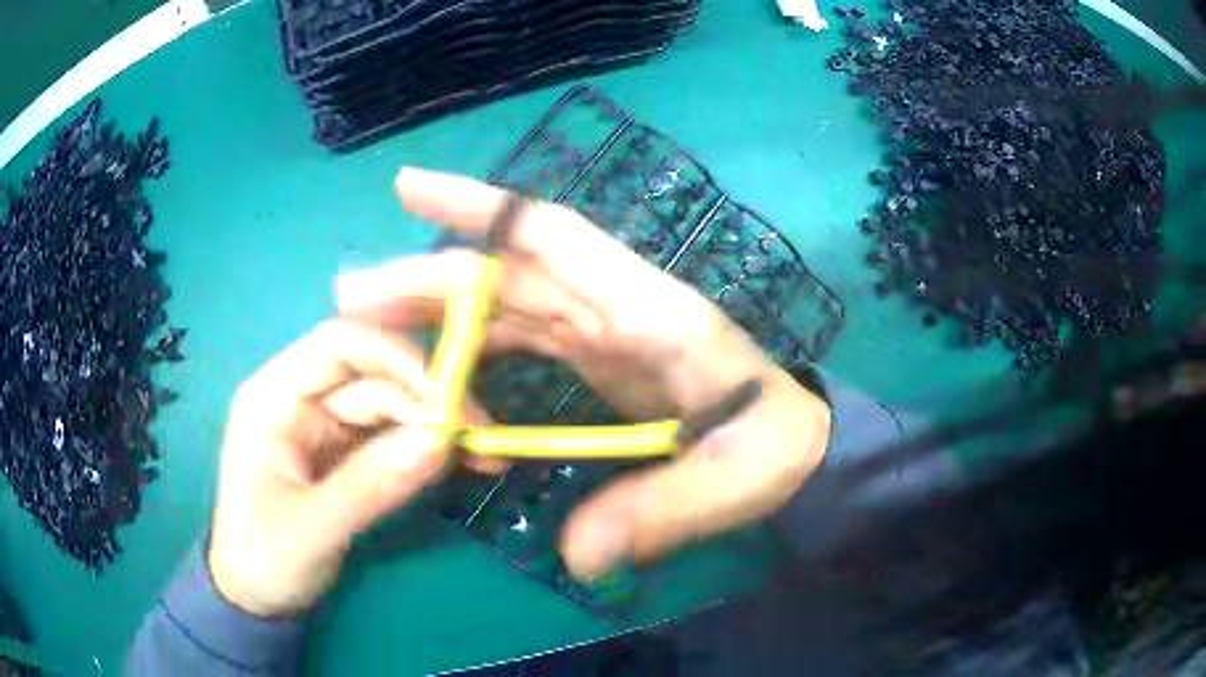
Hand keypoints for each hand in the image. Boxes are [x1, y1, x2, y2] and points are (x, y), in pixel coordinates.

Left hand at [208, 320, 459, 616]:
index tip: (447, 393)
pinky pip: (393, 438)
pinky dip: (427, 448)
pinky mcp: (346, 454)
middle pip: (372, 376)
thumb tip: (440, 441)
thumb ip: (370, 486)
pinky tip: (462, 461)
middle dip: (426, 399)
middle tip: (480, 433)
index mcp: (273, 397)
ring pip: (390, 406)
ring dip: (435, 426)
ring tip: (484, 453)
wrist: (257, 597)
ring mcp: (326, 426)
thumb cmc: (263, 559)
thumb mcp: (311, 529)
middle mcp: (301, 399)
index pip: (336, 346)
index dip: (393, 356)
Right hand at [337, 167, 831, 580]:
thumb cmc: (775, 448)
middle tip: (349, 297)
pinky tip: (440, 365)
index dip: (479, 206)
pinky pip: (523, 337)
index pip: (553, 237)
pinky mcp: (599, 356)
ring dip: (440, 310)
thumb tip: (580, 560)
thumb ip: (659, 513)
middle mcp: (616, 306)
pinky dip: (476, 343)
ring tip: (373, 329)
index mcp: (649, 313)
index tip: (407, 187)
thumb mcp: (732, 482)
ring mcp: (604, 329)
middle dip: (426, 278)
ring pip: (506, 303)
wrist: (799, 444)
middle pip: (507, 274)